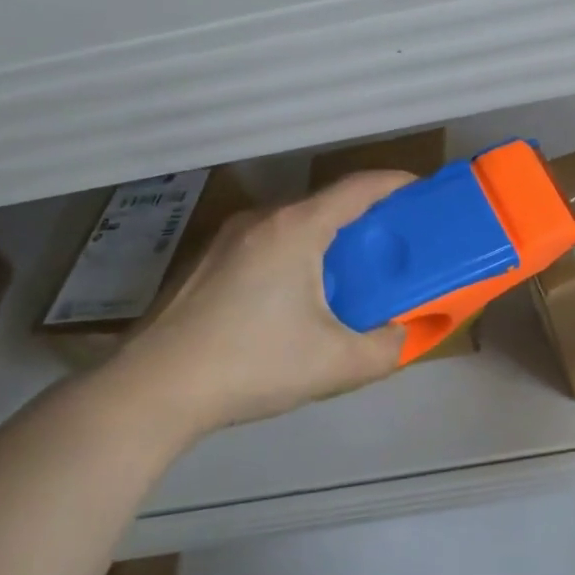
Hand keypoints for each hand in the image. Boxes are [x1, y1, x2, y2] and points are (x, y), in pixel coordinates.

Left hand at [116, 172, 414, 441]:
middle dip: (365, 216)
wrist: (151, 391)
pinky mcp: (204, 262)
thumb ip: (385, 349)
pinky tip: (295, 295)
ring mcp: (226, 238)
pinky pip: (265, 241)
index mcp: (296, 229)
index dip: (396, 183)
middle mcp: (261, 220)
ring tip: (349, 270)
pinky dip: (295, 251)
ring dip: (327, 236)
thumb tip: (401, 335)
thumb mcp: (335, 365)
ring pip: (292, 222)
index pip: (358, 188)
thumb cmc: (251, 364)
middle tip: (393, 242)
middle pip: (325, 202)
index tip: (423, 191)